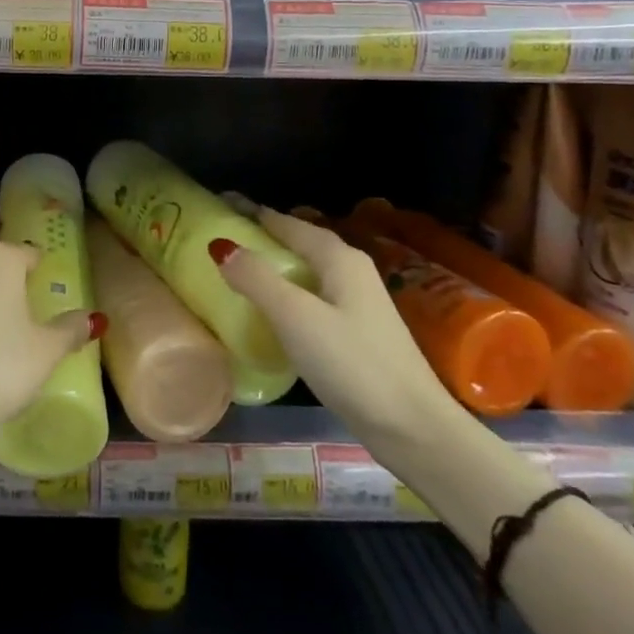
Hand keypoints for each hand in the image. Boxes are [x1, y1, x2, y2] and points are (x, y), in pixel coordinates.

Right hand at [215, 208, 454, 448]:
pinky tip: (270, 310)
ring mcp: (358, 302)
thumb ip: (257, 278)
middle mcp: (351, 270)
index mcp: (338, 257)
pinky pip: (312, 296)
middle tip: (222, 238)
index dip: (253, 212)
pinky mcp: (357, 331)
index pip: (287, 222)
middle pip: (298, 242)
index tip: (219, 204)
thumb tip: (220, 245)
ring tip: (237, 270)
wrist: (414, 428)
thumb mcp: (296, 317)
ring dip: (274, 265)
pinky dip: (287, 292)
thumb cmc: (353, 364)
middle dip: (262, 235)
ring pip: (306, 270)